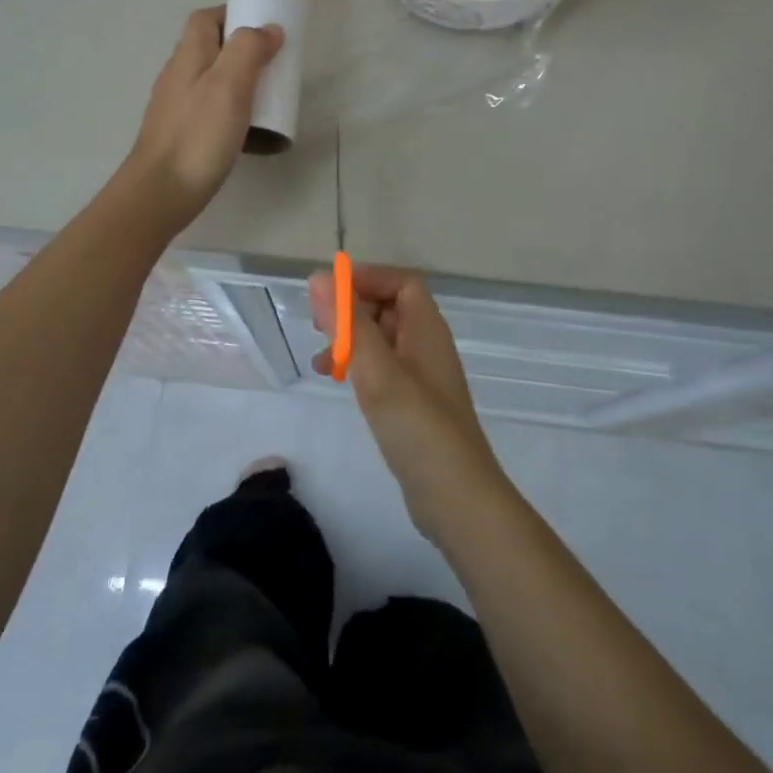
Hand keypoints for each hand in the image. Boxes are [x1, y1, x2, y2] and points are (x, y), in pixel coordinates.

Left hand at [125, 7, 282, 231]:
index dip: (232, 14)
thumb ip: (248, 51)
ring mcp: (176, 107)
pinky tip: (246, 129)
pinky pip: (209, 109)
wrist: (161, 192)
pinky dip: (230, 110)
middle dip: (241, 50)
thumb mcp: (229, 86)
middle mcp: (177, 76)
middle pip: (208, 48)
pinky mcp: (181, 134)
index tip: (264, 27)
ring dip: (237, 81)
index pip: (205, 19)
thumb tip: (268, 29)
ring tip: (266, 97)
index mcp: (188, 56)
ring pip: (210, 80)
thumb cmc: (198, 136)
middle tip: (273, 65)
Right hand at [308, 264, 508, 538]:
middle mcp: (427, 346)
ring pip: (382, 339)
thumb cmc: (417, 426)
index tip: (329, 292)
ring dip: (351, 339)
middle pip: (390, 307)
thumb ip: (349, 323)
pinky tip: (338, 382)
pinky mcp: (413, 404)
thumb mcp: (377, 370)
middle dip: (353, 308)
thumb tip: (320, 277)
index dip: (367, 278)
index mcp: (426, 329)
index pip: (401, 282)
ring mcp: (421, 377)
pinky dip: (358, 366)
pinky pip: (382, 368)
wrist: (455, 496)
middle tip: (317, 324)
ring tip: (320, 359)